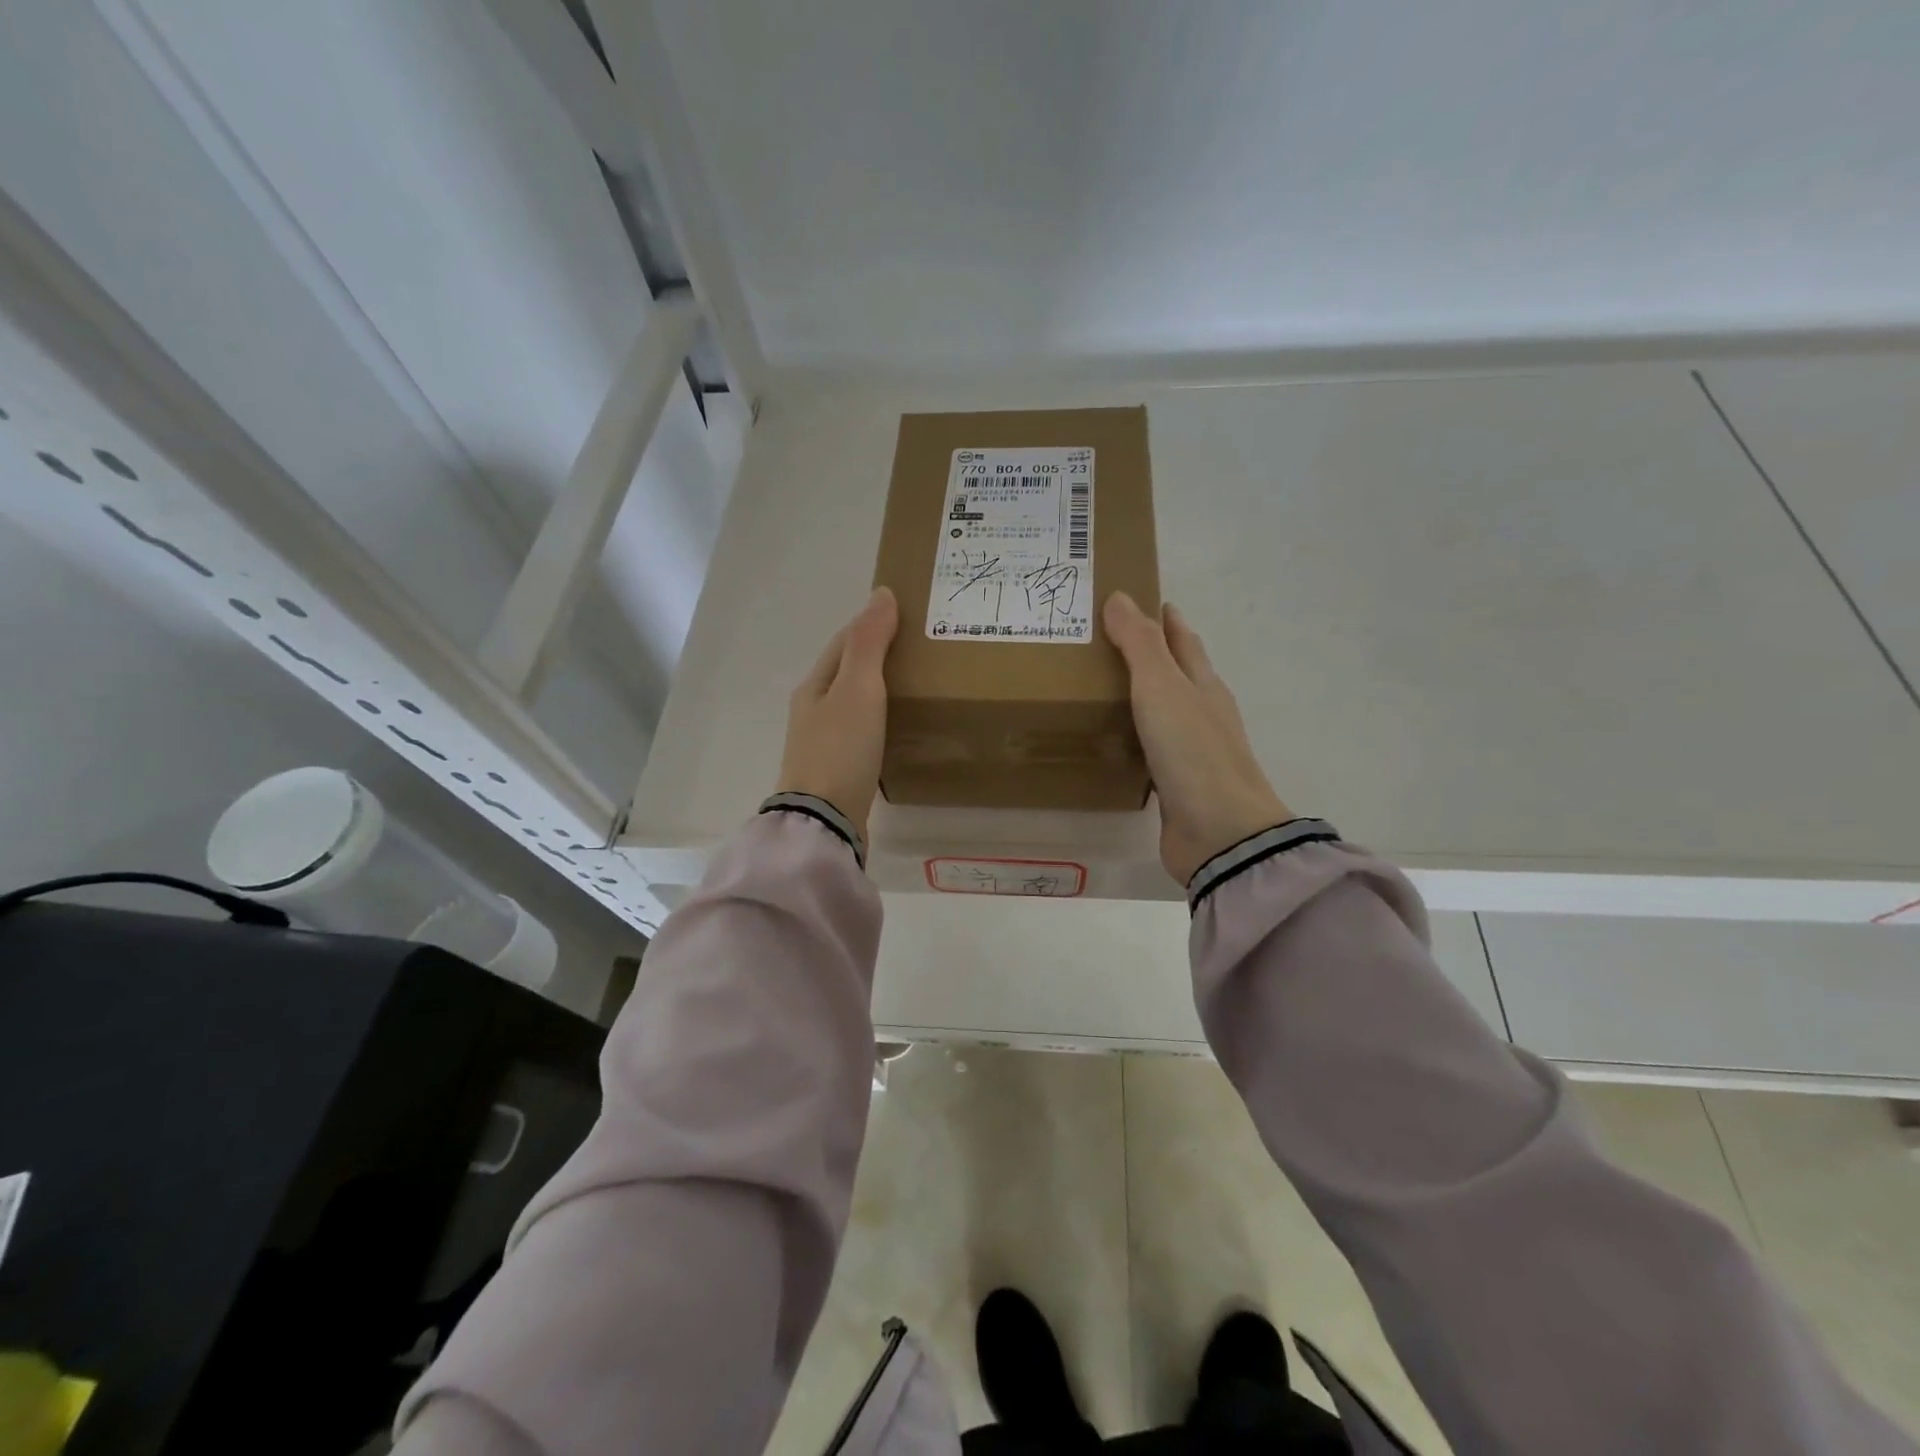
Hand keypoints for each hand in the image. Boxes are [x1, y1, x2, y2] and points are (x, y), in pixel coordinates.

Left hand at [776, 588, 898, 841]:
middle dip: (879, 657)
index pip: (845, 642)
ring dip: (881, 690)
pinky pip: (863, 732)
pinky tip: (901, 727)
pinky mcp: (839, 770)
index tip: (909, 616)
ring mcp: (824, 743)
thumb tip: (880, 594)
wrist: (825, 821)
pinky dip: (882, 720)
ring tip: (920, 685)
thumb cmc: (840, 749)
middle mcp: (814, 710)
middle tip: (924, 651)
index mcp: (815, 685)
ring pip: (856, 703)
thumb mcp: (858, 688)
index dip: (872, 625)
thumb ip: (869, 643)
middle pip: (848, 673)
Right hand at [1103, 592, 1292, 885]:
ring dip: (1136, 697)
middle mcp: (1200, 713)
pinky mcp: (1175, 784)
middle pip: (1174, 674)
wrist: (1220, 832)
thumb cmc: (1193, 751)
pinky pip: (1148, 749)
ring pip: (1160, 712)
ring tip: (1095, 687)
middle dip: (1147, 654)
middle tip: (1101, 641)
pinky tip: (1108, 742)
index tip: (1135, 599)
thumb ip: (1140, 644)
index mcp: (1202, 684)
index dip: (1163, 618)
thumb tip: (1121, 597)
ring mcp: (1190, 751)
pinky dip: (1130, 738)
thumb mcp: (1162, 688)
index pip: (1182, 640)